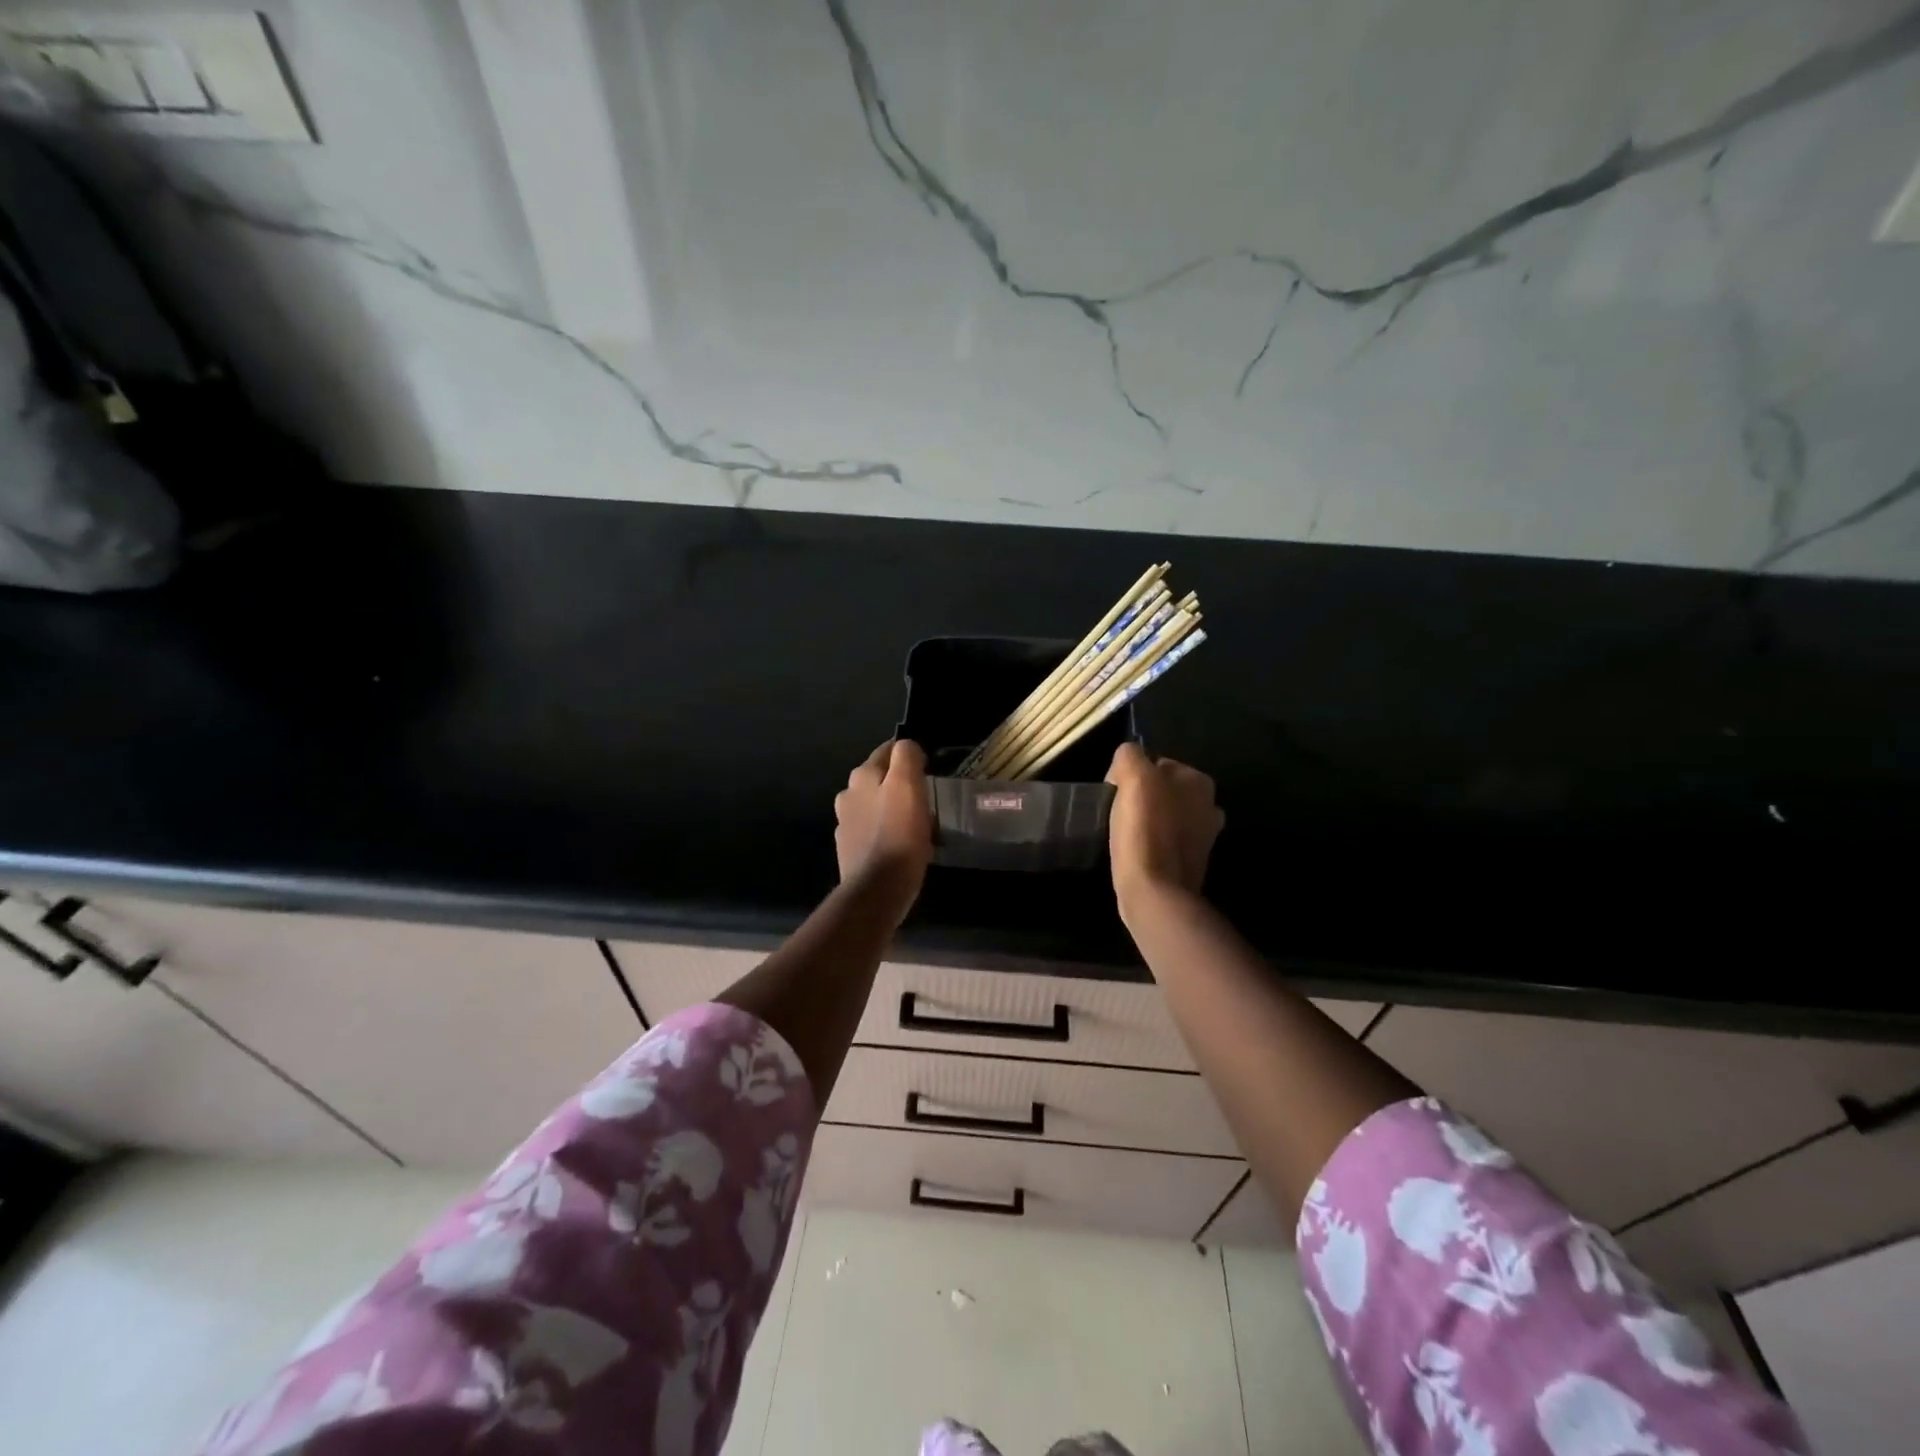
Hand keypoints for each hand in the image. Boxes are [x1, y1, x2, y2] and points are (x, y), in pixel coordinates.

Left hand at [835, 739, 933, 915]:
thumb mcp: (908, 787)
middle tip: (925, 796)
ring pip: (874, 805)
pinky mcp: (850, 850)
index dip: (909, 755)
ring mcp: (846, 824)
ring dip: (891, 808)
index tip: (928, 768)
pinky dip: (885, 831)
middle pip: (879, 778)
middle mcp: (848, 795)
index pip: (887, 751)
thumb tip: (907, 747)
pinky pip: (872, 831)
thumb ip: (906, 758)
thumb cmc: (899, 835)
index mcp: (862, 777)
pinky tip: (900, 844)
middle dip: (899, 783)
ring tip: (915, 822)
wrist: (877, 890)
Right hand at [1106, 742, 1222, 909]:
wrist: (1156, 891)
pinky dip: (1152, 844)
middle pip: (1161, 790)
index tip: (1115, 795)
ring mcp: (1205, 836)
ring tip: (1125, 836)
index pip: (1154, 763)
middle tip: (1119, 815)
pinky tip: (1138, 853)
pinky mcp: (1192, 862)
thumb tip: (1127, 761)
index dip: (1130, 776)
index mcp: (1198, 780)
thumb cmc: (1144, 830)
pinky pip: (1165, 841)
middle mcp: (1209, 804)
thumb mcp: (1133, 776)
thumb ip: (1130, 756)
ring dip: (1147, 822)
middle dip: (1142, 798)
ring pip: (1163, 815)